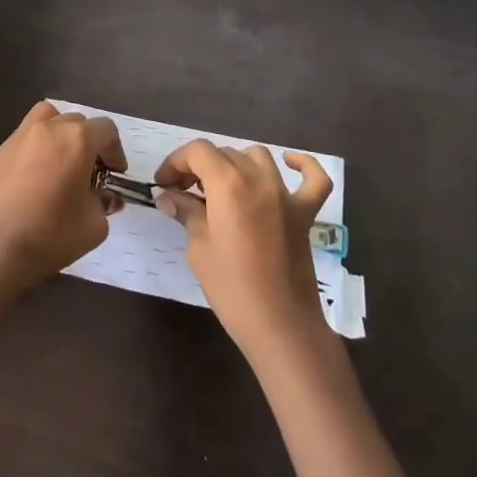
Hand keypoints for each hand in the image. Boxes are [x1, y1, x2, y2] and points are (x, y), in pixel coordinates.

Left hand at [0, 101, 126, 292]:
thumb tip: (104, 196)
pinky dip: (36, 149)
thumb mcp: (95, 225)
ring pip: (47, 119)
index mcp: (76, 140)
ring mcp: (18, 137)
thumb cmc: (51, 235)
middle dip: (89, 143)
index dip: (116, 151)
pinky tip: (34, 178)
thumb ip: (104, 203)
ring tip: (61, 162)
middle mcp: (47, 128)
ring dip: (60, 133)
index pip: (106, 129)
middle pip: (77, 121)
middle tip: (90, 173)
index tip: (114, 174)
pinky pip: (24, 139)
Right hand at [155, 141, 334, 359]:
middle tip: (182, 192)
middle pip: (223, 153)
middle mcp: (259, 179)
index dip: (175, 162)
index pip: (197, 151)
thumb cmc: (231, 288)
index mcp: (228, 185)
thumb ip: (186, 213)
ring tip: (220, 187)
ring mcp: (286, 195)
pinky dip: (302, 166)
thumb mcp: (199, 248)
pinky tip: (288, 164)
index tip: (163, 184)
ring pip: (257, 157)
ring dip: (234, 164)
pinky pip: (313, 178)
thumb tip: (170, 197)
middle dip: (198, 166)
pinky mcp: (305, 213)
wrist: (280, 325)